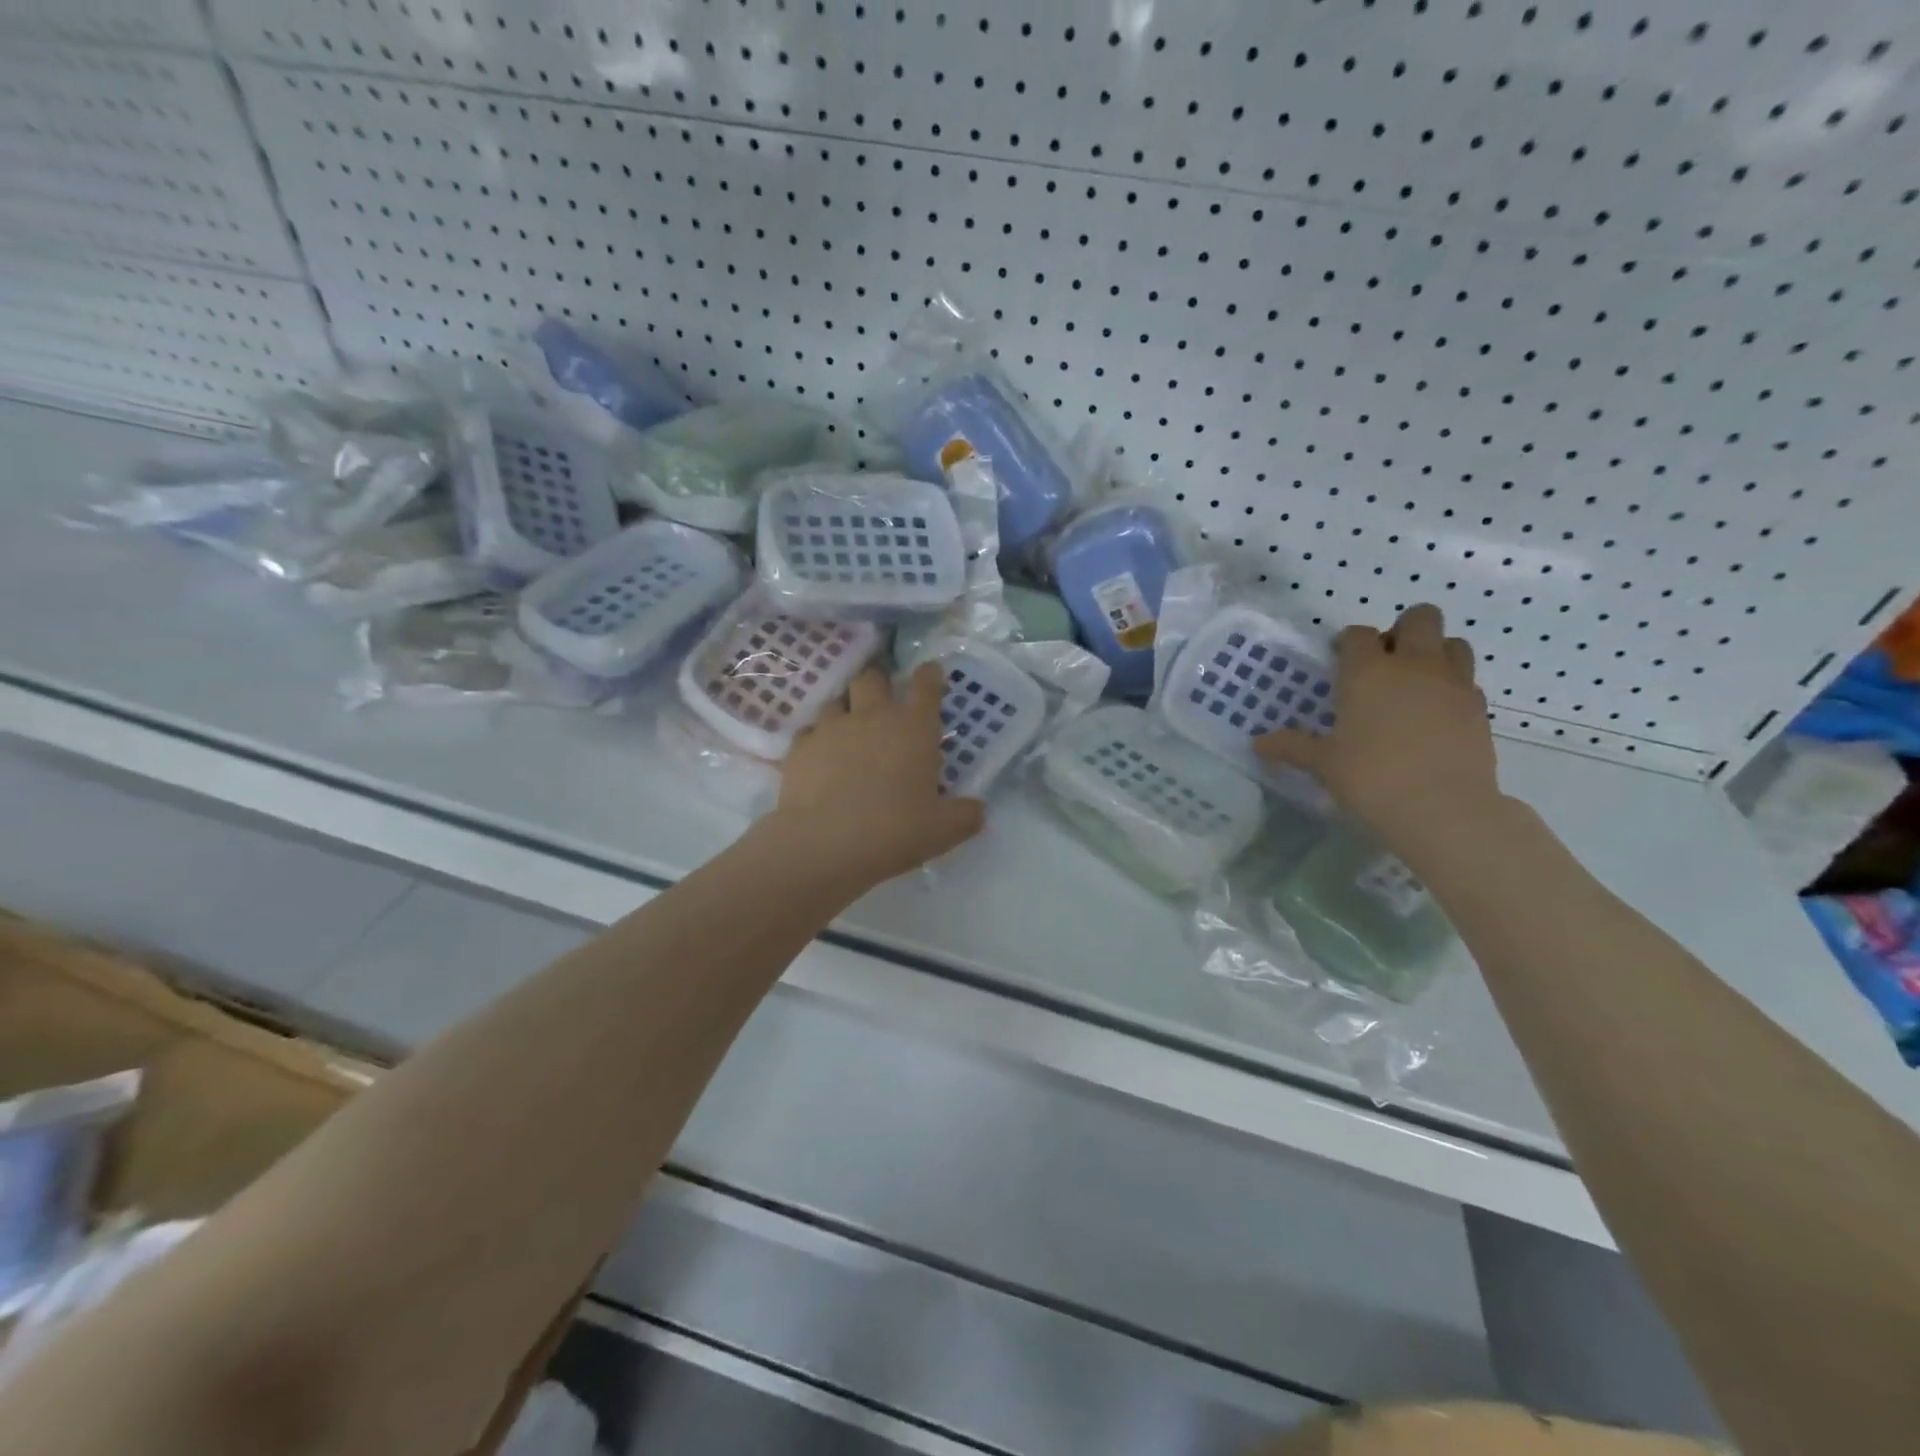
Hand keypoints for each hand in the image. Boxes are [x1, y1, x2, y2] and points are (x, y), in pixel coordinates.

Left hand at [768, 662, 985, 888]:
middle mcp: (872, 717)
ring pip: (837, 701)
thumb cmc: (894, 831)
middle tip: (882, 703)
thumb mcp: (943, 831)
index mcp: (913, 729)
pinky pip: (809, 732)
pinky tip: (819, 760)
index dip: (930, 675)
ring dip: (845, 710)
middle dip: (879, 683)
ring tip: (849, 732)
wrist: (824, 845)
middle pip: (872, 678)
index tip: (930, 673)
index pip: (926, 685)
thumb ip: (965, 816)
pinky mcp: (799, 748)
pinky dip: (817, 740)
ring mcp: (831, 728)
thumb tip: (977, 809)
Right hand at [1255, 605, 1501, 850]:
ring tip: (1416, 685)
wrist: (1443, 808)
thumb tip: (1258, 744)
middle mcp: (1413, 665)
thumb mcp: (1323, 764)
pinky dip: (1452, 687)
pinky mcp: (1479, 708)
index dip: (1348, 644)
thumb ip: (1292, 747)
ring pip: (1453, 642)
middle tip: (1386, 664)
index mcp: (1367, 672)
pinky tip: (1435, 716)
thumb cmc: (1370, 778)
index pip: (1358, 634)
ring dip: (1435, 653)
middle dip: (1403, 631)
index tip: (1340, 663)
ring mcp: (1452, 683)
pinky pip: (1467, 681)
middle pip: (1420, 618)